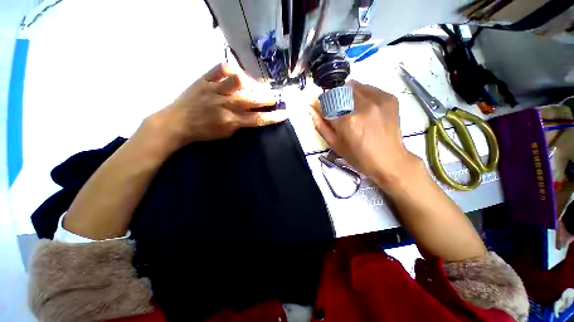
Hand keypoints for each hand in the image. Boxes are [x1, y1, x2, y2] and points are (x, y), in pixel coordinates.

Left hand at [147, 63, 287, 152]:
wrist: (177, 122)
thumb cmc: (203, 132)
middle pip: (252, 100)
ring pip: (238, 81)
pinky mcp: (204, 79)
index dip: (273, 117)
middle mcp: (225, 105)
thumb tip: (252, 114)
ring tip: (255, 86)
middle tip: (274, 98)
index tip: (284, 114)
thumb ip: (240, 124)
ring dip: (251, 83)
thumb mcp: (225, 133)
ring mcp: (215, 90)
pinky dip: (232, 69)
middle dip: (268, 98)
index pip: (258, 119)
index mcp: (231, 121)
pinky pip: (221, 68)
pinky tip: (237, 74)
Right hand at [309, 80, 419, 187]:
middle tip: (339, 112)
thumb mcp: (334, 144)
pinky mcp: (389, 98)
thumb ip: (320, 125)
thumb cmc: (358, 156)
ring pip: (354, 86)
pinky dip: (361, 94)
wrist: (388, 160)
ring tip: (351, 109)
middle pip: (339, 90)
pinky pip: (369, 88)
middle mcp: (362, 106)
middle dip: (334, 99)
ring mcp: (378, 100)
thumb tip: (310, 107)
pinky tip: (364, 108)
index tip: (321, 107)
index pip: (326, 102)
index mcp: (347, 121)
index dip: (321, 104)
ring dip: (347, 95)